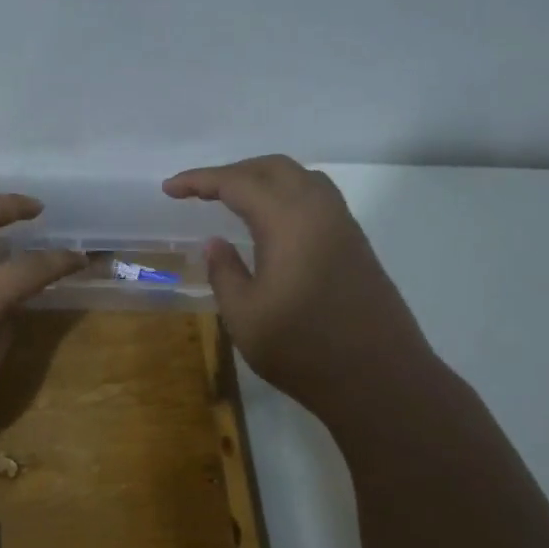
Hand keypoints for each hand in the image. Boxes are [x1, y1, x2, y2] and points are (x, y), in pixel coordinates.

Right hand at [164, 156, 434, 416]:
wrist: (379, 379)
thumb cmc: (302, 349)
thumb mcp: (244, 315)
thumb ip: (224, 272)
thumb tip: (216, 243)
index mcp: (288, 221)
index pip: (237, 183)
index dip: (199, 180)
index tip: (169, 188)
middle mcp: (319, 210)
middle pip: (272, 168)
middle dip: (232, 172)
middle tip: (199, 191)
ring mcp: (343, 225)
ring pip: (300, 178)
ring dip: (262, 179)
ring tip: (234, 199)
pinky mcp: (355, 244)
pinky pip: (317, 198)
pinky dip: (286, 194)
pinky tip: (272, 222)